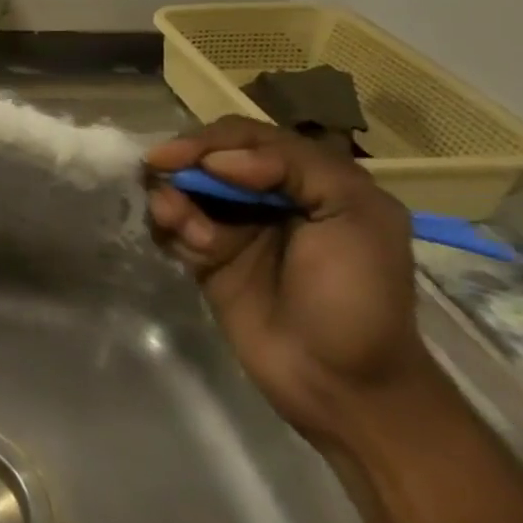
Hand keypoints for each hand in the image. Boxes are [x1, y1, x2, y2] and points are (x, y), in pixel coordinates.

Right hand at [145, 116, 439, 449]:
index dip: (209, 141)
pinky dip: (168, 227)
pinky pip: (171, 224)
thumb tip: (216, 161)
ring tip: (181, 229)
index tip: (180, 159)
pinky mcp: (204, 255)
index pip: (245, 136)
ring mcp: (232, 225)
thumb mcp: (356, 216)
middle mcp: (266, 194)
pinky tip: (185, 249)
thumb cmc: (358, 297)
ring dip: (172, 201)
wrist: (341, 386)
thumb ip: (294, 166)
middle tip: (165, 188)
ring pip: (181, 188)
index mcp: (308, 179)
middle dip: (182, 168)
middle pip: (205, 157)